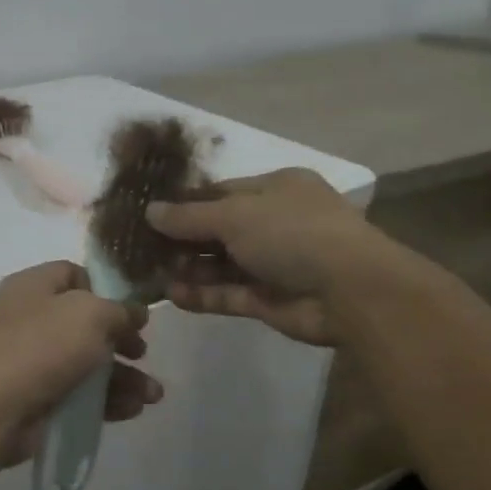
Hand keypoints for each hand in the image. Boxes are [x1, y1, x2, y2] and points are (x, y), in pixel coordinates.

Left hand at [0, 262, 162, 469]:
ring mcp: (32, 360)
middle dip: (122, 339)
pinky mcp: (38, 397)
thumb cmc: (42, 347)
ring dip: (124, 376)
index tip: (132, 311)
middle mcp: (30, 318)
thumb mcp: (90, 314)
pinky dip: (108, 400)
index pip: (74, 274)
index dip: (106, 290)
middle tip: (142, 352)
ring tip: (153, 395)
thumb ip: (119, 310)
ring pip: (88, 362)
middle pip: (86, 322)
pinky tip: (134, 409)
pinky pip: (80, 393)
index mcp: (33, 286)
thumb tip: (134, 313)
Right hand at [147, 169, 405, 345]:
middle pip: (218, 230)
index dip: (186, 203)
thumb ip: (189, 216)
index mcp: (276, 189)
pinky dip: (202, 295)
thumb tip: (150, 211)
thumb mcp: (235, 214)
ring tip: (149, 275)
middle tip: (141, 249)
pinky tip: (171, 296)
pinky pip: (229, 294)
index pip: (222, 192)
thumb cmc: (292, 232)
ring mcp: (274, 264)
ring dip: (188, 269)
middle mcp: (275, 223)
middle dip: (182, 240)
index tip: (149, 214)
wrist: (349, 290)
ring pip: (221, 265)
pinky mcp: (270, 300)